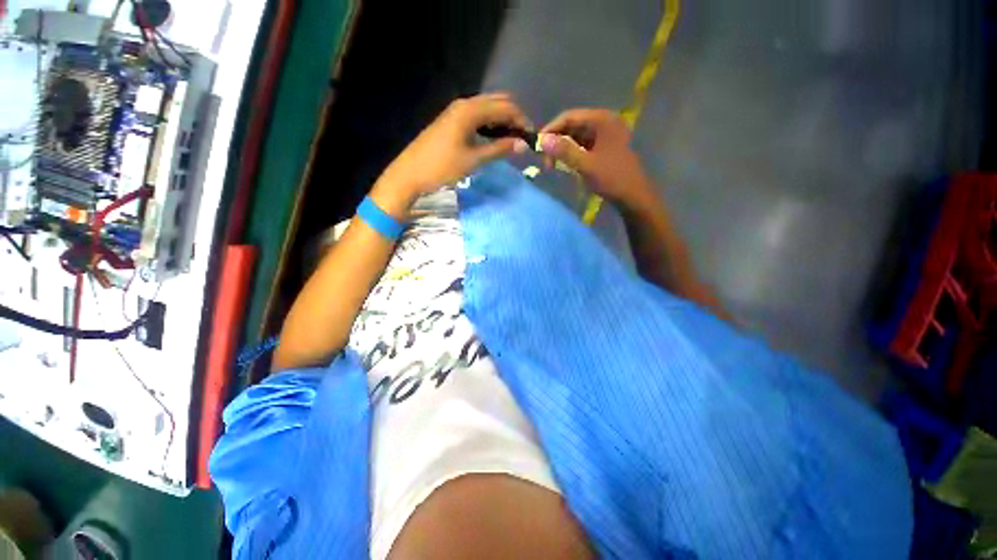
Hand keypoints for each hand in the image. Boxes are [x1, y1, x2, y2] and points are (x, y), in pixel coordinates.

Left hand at [372, 93, 529, 216]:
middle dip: (513, 118)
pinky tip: (493, 139)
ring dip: (502, 121)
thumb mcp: (473, 159)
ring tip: (511, 141)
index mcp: (471, 110)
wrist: (410, 174)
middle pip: (497, 102)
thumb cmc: (442, 167)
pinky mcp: (451, 121)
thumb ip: (499, 149)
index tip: (532, 138)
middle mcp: (464, 104)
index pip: (505, 107)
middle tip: (522, 139)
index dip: (522, 120)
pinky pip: (477, 116)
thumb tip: (523, 144)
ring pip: (487, 109)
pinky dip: (490, 125)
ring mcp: (456, 111)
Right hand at [539, 108, 656, 208]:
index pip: (569, 116)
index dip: (551, 129)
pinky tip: (565, 165)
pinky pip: (583, 145)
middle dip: (556, 141)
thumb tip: (542, 140)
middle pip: (573, 125)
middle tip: (545, 160)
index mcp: (602, 120)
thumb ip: (564, 151)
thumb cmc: (611, 178)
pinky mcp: (605, 146)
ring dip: (563, 149)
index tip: (537, 145)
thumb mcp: (585, 165)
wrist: (633, 195)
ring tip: (552, 165)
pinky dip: (572, 153)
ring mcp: (605, 134)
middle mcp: (604, 122)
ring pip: (577, 136)